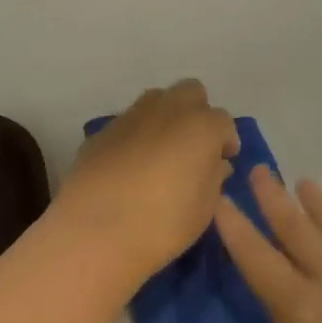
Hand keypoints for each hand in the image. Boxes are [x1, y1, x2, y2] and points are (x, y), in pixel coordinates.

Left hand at [56, 81, 239, 285]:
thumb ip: (214, 178)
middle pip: (191, 92)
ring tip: (162, 152)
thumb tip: (215, 163)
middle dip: (197, 112)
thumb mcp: (203, 209)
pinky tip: (130, 165)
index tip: (222, 161)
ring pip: (157, 100)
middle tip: (194, 146)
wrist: (95, 230)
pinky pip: (128, 122)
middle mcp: (167, 109)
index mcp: (200, 126)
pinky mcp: (103, 130)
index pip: (223, 121)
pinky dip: (136, 135)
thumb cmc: (163, 224)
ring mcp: (131, 116)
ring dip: (166, 117)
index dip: (225, 141)